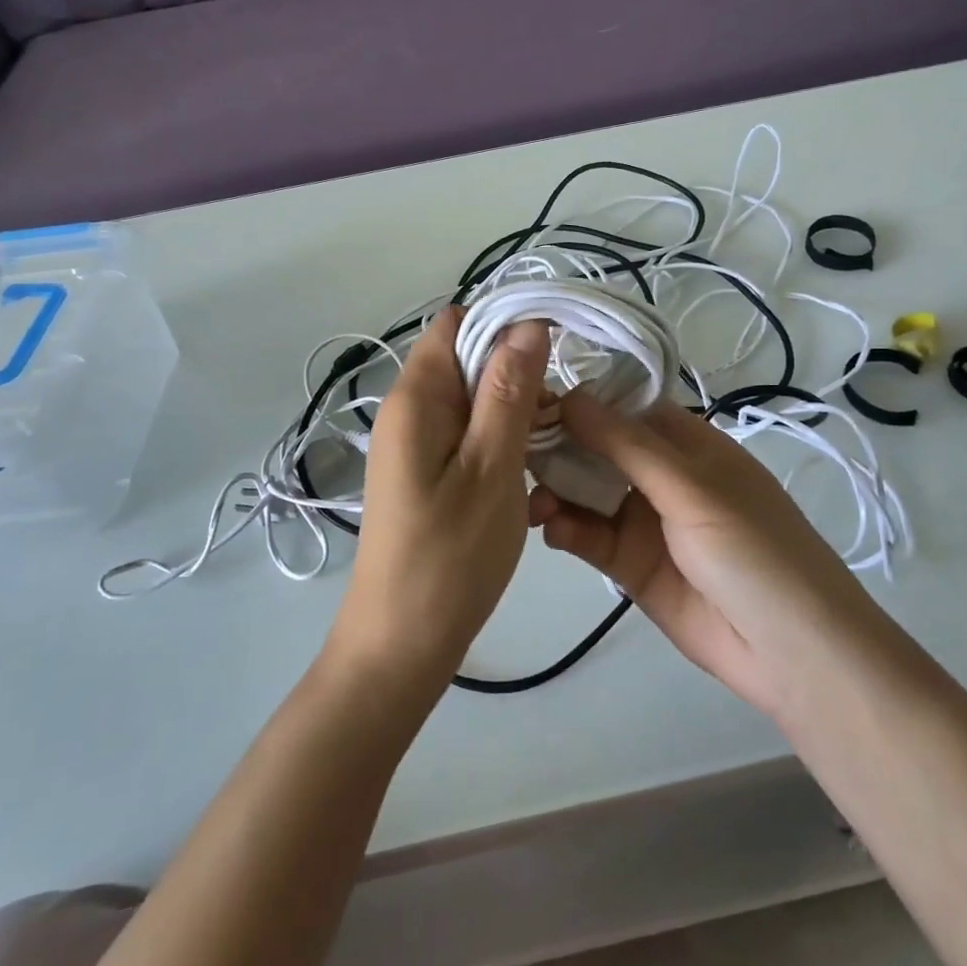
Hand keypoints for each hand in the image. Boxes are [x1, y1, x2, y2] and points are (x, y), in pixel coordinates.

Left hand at [329, 306, 549, 687]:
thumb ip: (509, 391)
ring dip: (514, 404)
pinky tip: (531, 460)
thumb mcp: (491, 467)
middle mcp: (408, 410)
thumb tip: (528, 322)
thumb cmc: (450, 556)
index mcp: (415, 398)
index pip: (457, 323)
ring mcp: (415, 442)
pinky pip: (467, 430)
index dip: (506, 323)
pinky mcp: (426, 470)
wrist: (402, 643)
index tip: (557, 346)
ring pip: (472, 395)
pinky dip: (501, 433)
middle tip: (564, 402)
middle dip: (517, 367)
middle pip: (466, 357)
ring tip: (556, 434)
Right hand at [528, 392, 875, 714]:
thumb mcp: (693, 488)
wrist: (791, 652)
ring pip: (586, 492)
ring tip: (529, 499)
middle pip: (598, 448)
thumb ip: (627, 445)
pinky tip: (549, 528)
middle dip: (559, 446)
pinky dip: (566, 528)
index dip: (580, 400)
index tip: (529, 395)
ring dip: (556, 489)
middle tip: (512, 448)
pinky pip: (589, 536)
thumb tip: (570, 395)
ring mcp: (644, 520)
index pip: (623, 408)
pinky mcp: (630, 564)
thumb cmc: (752, 549)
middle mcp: (661, 475)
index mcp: (686, 443)